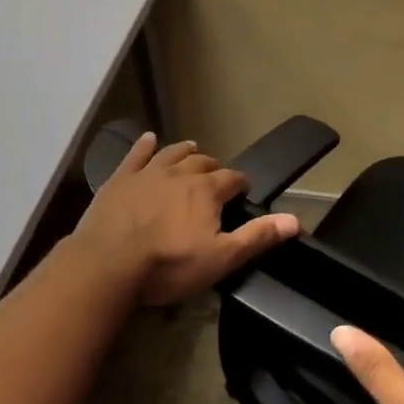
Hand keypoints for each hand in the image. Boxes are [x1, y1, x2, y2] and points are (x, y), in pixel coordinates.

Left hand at [72, 131, 300, 306]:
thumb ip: (257, 236)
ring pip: (172, 153)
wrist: (107, 264)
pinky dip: (144, 145)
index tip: (243, 191)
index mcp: (206, 190)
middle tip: (216, 177)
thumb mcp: (220, 258)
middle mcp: (180, 172)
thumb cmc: (168, 265)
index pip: (232, 178)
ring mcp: (148, 172)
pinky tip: (148, 139)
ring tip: (193, 149)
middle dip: (213, 167)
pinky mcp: (120, 179)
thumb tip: (296, 220)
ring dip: (185, 151)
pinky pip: (136, 155)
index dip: (240, 184)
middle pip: (202, 162)